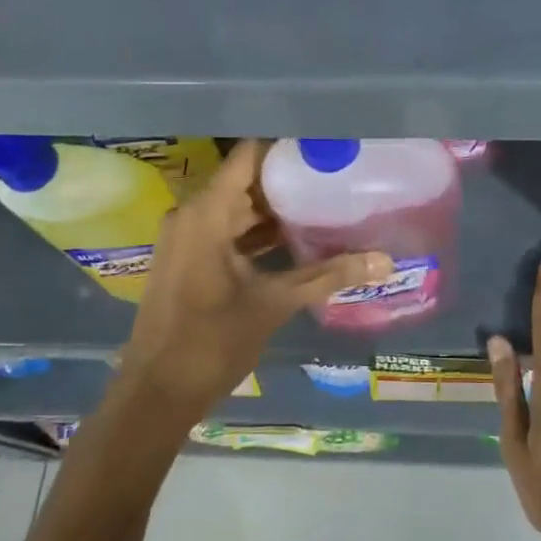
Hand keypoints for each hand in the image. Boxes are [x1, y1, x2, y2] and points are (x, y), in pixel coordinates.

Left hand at [116, 140, 391, 427]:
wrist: (155, 395)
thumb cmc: (211, 342)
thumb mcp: (274, 304)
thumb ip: (327, 276)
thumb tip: (385, 261)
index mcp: (206, 213)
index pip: (249, 155)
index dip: (286, 147)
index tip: (324, 146)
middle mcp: (191, 215)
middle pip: (245, 180)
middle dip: (288, 179)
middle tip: (335, 176)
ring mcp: (185, 238)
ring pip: (236, 207)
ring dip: (274, 208)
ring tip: (324, 203)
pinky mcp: (186, 259)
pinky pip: (225, 229)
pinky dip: (256, 231)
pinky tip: (294, 240)